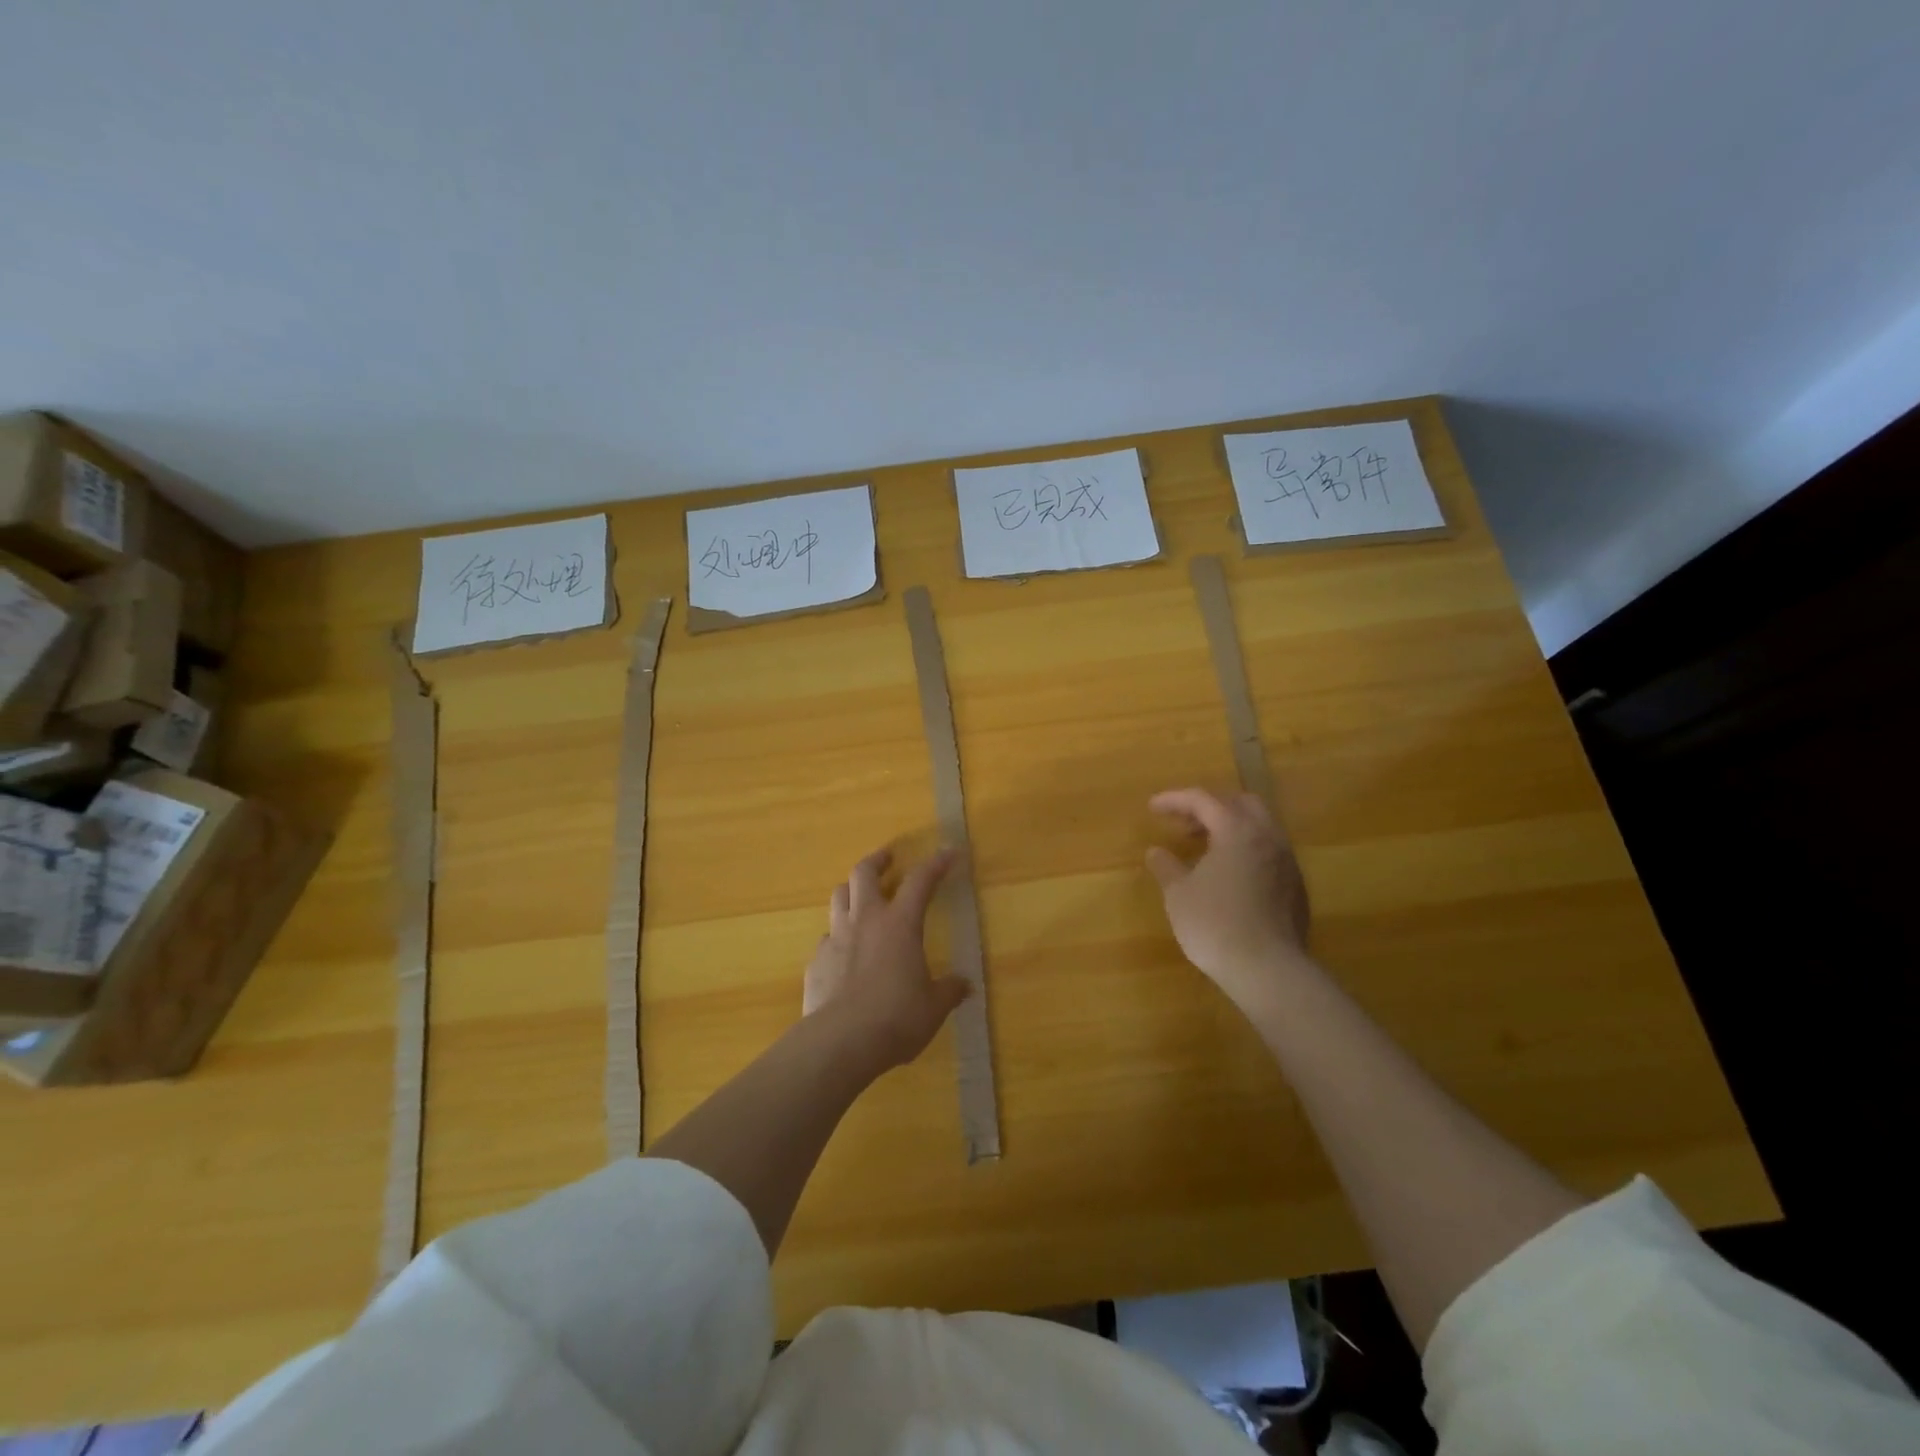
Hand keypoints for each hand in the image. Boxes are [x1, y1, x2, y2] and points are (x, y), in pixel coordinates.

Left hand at [803, 846, 970, 1074]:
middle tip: (887, 857)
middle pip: (863, 873)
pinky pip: (826, 938)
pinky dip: (838, 937)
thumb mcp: (933, 1007)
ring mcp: (835, 938)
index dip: (936, 863)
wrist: (840, 1042)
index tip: (949, 852)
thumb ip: (949, 991)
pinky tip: (844, 953)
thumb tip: (964, 985)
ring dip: (851, 890)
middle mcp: (865, 921)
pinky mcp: (816, 962)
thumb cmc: (896, 1017)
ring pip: (839, 897)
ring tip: (860, 895)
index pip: (921, 881)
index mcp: (899, 924)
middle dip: (877, 860)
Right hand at [1145, 788, 1311, 1011]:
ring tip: (1205, 848)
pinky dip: (1246, 850)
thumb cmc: (1215, 924)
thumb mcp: (1178, 894)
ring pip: (1260, 827)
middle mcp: (1267, 837)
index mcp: (1237, 830)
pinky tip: (1229, 875)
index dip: (1175, 799)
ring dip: (1231, 828)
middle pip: (1240, 803)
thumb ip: (1166, 867)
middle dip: (1210, 807)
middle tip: (1185, 824)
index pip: (1203, 799)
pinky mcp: (1296, 886)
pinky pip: (1269, 852)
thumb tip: (1156, 852)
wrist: (1268, 970)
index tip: (1152, 807)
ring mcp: (1287, 862)